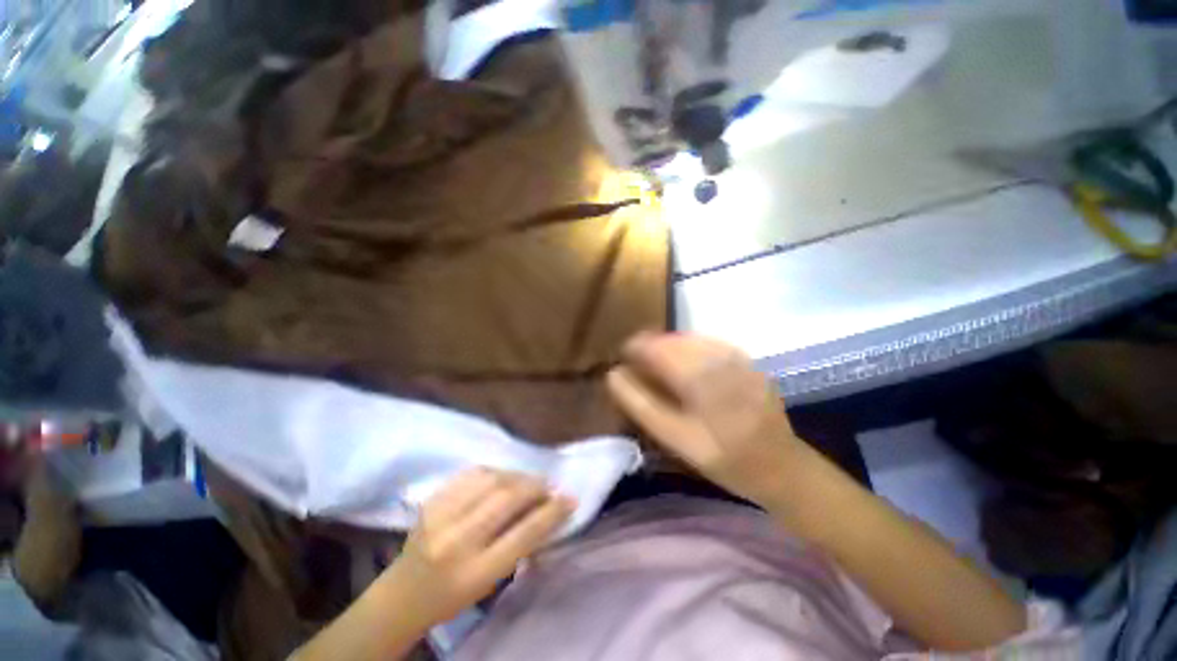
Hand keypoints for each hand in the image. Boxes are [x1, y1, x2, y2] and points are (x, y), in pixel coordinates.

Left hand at [381, 468, 574, 627]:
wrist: (402, 595)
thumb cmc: (453, 596)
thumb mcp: (491, 581)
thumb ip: (520, 544)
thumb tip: (550, 509)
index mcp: (475, 573)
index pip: (524, 533)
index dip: (553, 511)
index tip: (570, 498)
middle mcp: (456, 541)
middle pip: (508, 498)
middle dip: (536, 486)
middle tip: (548, 487)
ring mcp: (440, 516)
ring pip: (492, 479)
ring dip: (518, 476)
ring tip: (527, 482)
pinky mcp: (431, 500)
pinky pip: (472, 473)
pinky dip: (495, 472)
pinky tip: (502, 478)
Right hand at [607, 332, 801, 505]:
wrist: (781, 467)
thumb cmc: (723, 458)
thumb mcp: (674, 437)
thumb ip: (641, 403)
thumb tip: (614, 375)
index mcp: (699, 376)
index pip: (654, 346)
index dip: (634, 348)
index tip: (623, 360)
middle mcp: (718, 356)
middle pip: (671, 338)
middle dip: (650, 348)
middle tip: (640, 369)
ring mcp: (736, 355)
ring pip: (688, 338)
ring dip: (669, 348)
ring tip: (660, 368)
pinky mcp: (745, 359)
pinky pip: (707, 343)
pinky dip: (689, 350)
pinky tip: (687, 368)